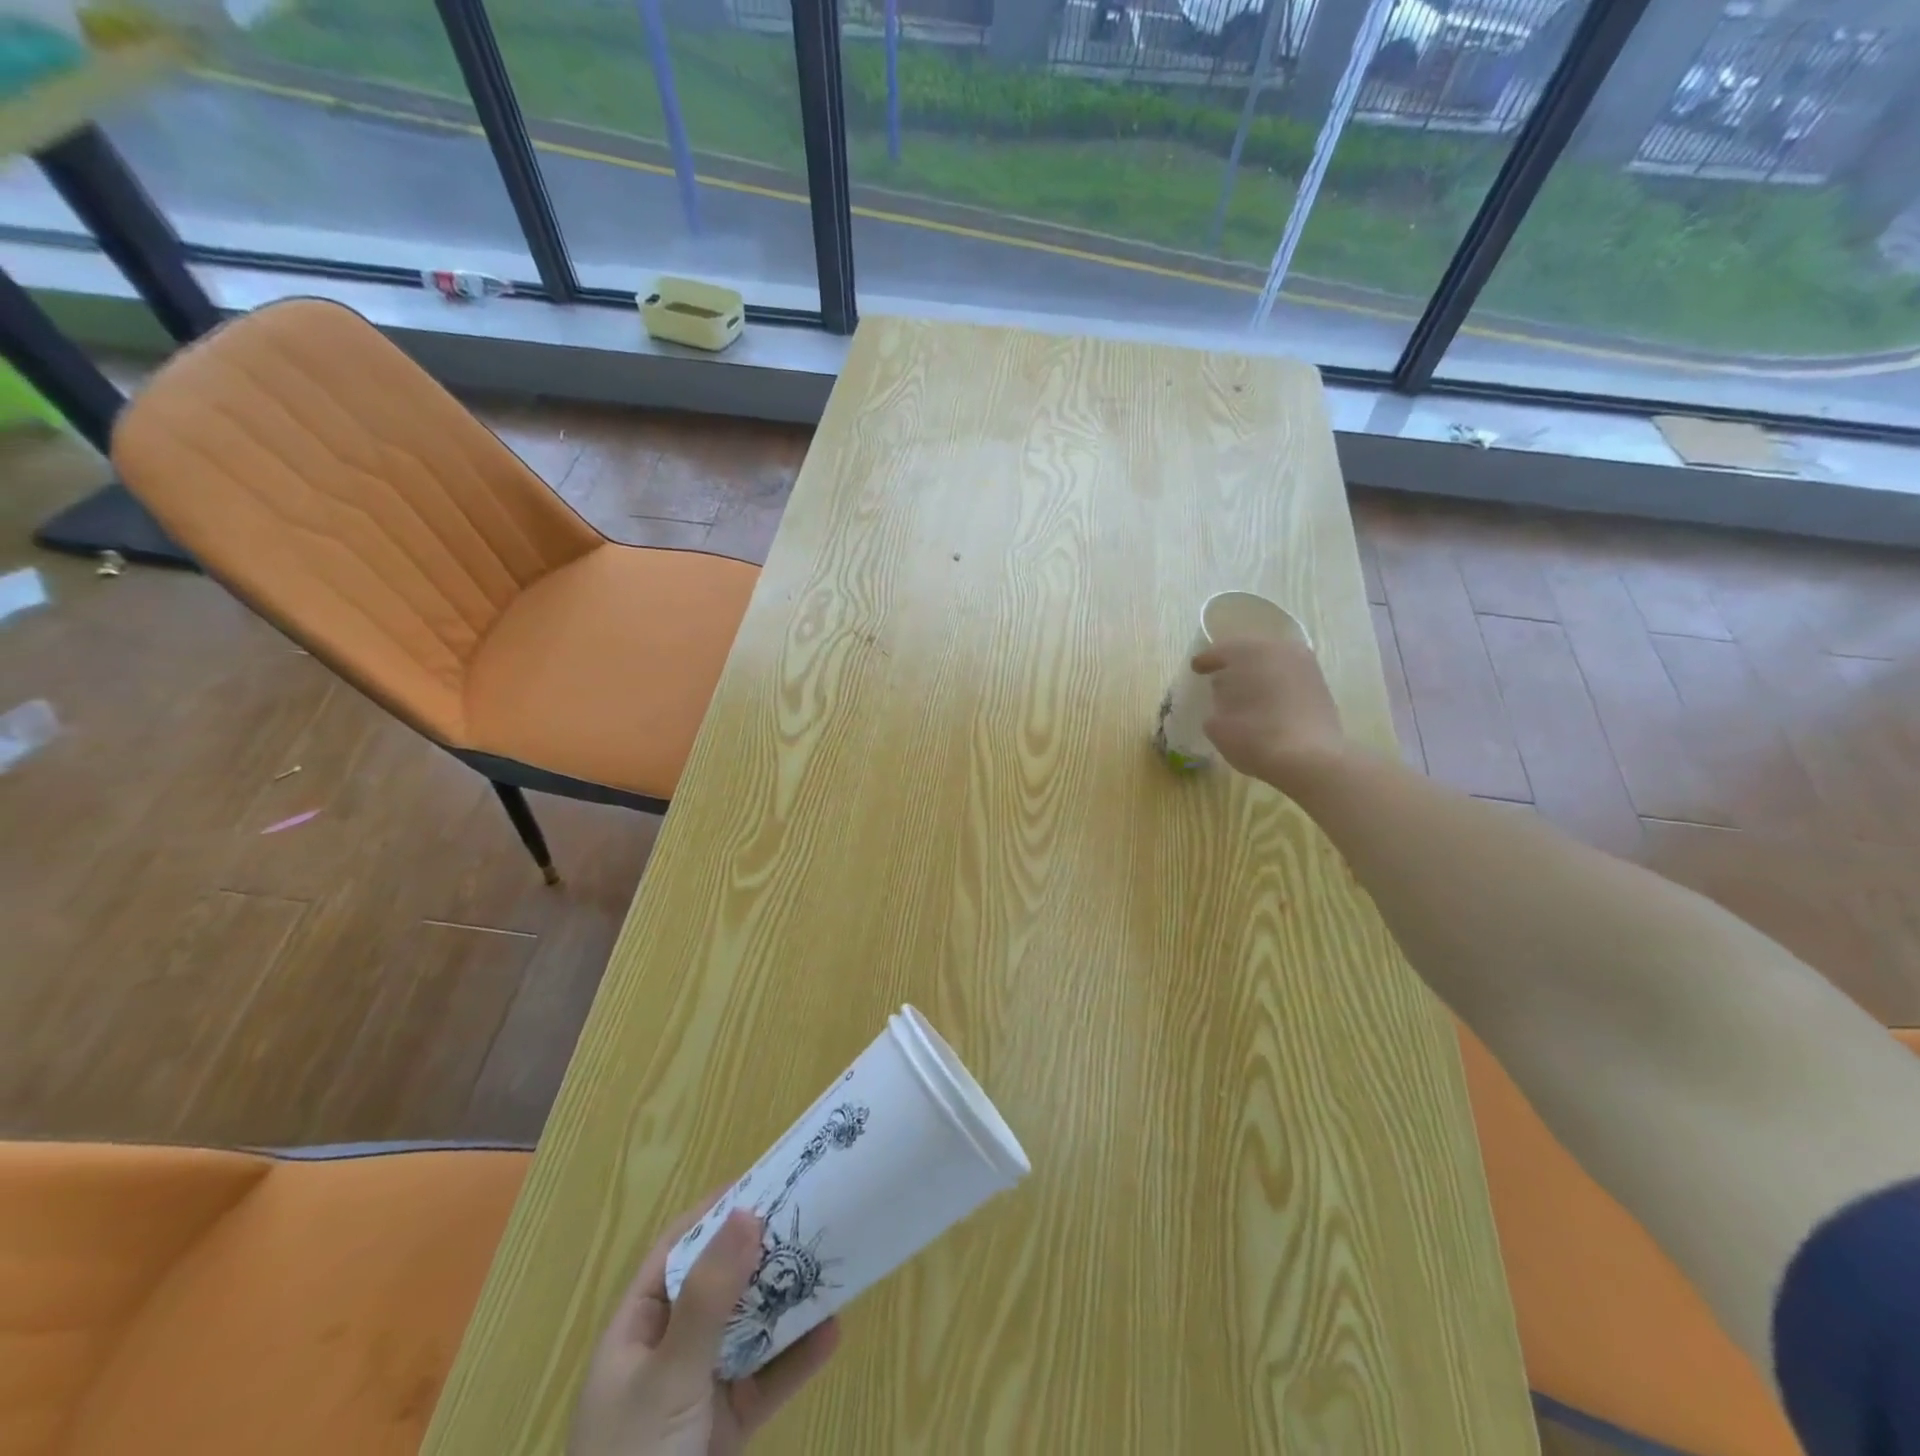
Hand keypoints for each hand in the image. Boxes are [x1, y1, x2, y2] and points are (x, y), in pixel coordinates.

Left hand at [569, 1206, 839, 1455]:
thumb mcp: (669, 1377)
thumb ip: (709, 1299)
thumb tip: (747, 1211)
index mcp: (635, 1332)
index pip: (677, 1250)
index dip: (716, 1213)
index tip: (765, 1180)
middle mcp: (666, 1353)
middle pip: (719, 1285)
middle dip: (761, 1253)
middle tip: (810, 1214)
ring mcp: (697, 1393)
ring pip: (748, 1330)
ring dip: (785, 1301)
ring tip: (828, 1263)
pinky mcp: (726, 1433)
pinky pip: (767, 1382)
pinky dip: (798, 1359)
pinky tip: (832, 1331)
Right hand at [1192, 634, 1346, 788]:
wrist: (1310, 759)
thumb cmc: (1254, 737)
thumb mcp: (1217, 724)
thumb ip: (1216, 704)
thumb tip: (1225, 698)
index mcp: (1249, 653)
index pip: (1221, 651)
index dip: (1206, 661)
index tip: (1196, 668)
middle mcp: (1280, 650)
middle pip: (1250, 652)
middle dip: (1234, 664)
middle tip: (1219, 677)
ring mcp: (1305, 666)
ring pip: (1273, 662)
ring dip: (1258, 674)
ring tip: (1244, 691)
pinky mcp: (1320, 685)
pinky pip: (1289, 677)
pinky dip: (1276, 685)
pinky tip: (1267, 701)